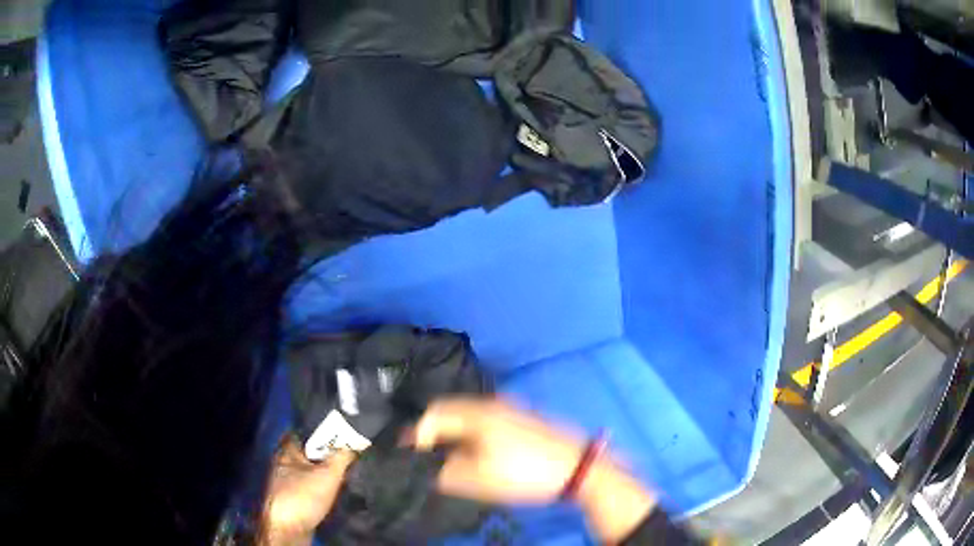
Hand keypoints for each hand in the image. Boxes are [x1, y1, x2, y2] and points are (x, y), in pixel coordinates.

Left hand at [259, 436, 355, 544]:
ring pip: (309, 467)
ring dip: (324, 469)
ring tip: (346, 468)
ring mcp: (285, 479)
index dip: (324, 429)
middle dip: (327, 451)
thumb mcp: (329, 474)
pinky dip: (320, 482)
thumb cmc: (304, 496)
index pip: (306, 430)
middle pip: (308, 450)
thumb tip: (357, 439)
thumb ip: (342, 456)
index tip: (343, 430)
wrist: (288, 527)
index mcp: (287, 449)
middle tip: (349, 450)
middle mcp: (283, 460)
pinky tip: (334, 487)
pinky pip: (308, 481)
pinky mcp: (291, 495)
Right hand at [412, 397, 656, 541]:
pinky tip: (473, 451)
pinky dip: (469, 432)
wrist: (577, 467)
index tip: (411, 457)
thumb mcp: (479, 479)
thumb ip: (445, 472)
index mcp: (476, 413)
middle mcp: (490, 403)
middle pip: (449, 410)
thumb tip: (424, 467)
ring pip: (466, 415)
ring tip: (446, 457)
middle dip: (432, 432)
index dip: (417, 435)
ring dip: (451, 432)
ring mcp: (508, 408)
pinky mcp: (520, 417)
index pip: (433, 415)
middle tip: (425, 456)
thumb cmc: (525, 473)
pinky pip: (482, 419)